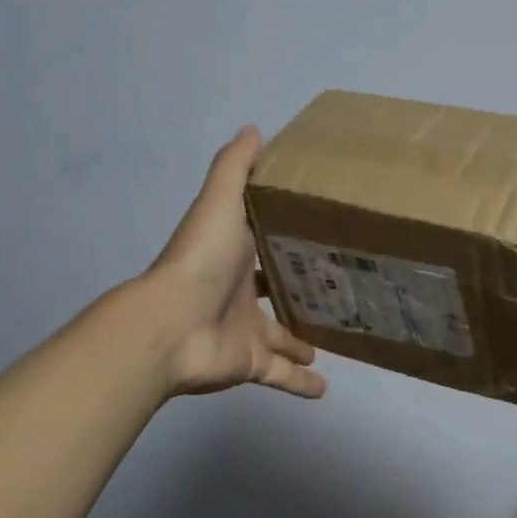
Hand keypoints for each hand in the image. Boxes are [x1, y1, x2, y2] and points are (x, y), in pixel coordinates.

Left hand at [140, 127, 326, 399]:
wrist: (170, 324)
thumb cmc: (201, 259)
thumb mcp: (220, 201)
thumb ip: (235, 168)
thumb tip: (253, 129)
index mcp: (237, 252)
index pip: (268, 240)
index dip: (291, 235)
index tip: (326, 229)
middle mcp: (242, 291)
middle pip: (280, 289)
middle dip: (305, 288)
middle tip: (345, 285)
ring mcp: (246, 330)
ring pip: (284, 336)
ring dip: (306, 338)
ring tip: (340, 333)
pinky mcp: (250, 363)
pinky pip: (280, 375)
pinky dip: (301, 383)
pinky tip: (326, 388)